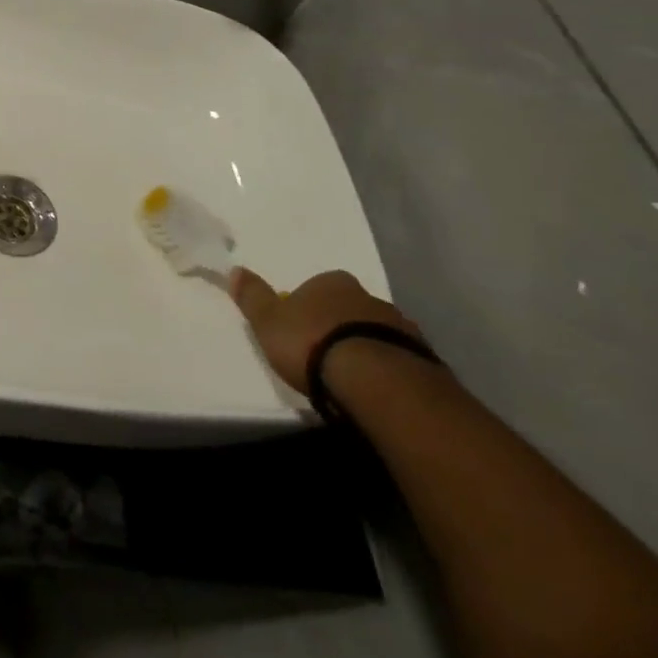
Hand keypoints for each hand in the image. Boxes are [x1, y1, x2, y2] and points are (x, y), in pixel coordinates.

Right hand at [227, 268, 423, 394]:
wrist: (375, 380)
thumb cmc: (312, 344)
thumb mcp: (269, 321)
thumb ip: (253, 297)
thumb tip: (235, 269)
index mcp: (332, 282)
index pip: (316, 287)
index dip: (306, 308)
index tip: (299, 331)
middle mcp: (368, 296)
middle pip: (348, 308)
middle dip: (338, 326)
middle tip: (323, 354)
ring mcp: (399, 326)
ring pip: (375, 332)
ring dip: (364, 347)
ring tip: (350, 378)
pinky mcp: (423, 358)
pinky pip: (398, 358)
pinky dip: (386, 369)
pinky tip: (376, 389)